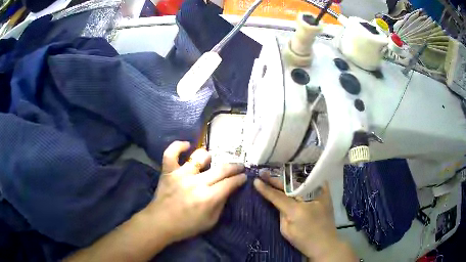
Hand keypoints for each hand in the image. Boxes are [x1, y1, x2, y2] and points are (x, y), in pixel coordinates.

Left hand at [144, 141, 246, 243]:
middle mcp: (196, 183)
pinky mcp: (168, 171)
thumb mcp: (210, 221)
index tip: (244, 176)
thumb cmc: (187, 225)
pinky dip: (178, 146)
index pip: (229, 183)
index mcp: (208, 197)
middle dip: (234, 167)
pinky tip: (187, 145)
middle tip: (239, 166)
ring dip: (208, 157)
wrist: (160, 223)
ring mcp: (180, 174)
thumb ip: (221, 205)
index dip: (239, 179)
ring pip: (199, 157)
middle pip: (220, 169)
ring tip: (211, 160)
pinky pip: (171, 153)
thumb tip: (228, 190)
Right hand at [254, 175, 356, 261]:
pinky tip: (297, 174)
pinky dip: (304, 178)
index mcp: (296, 210)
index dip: (266, 188)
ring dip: (288, 178)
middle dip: (276, 180)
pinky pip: (314, 181)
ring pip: (301, 181)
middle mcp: (308, 198)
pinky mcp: (326, 194)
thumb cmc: (304, 240)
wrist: (325, 243)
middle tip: (264, 173)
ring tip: (277, 174)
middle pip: (289, 185)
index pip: (277, 196)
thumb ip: (281, 214)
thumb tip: (280, 202)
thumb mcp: (286, 230)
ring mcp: (320, 194)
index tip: (256, 181)